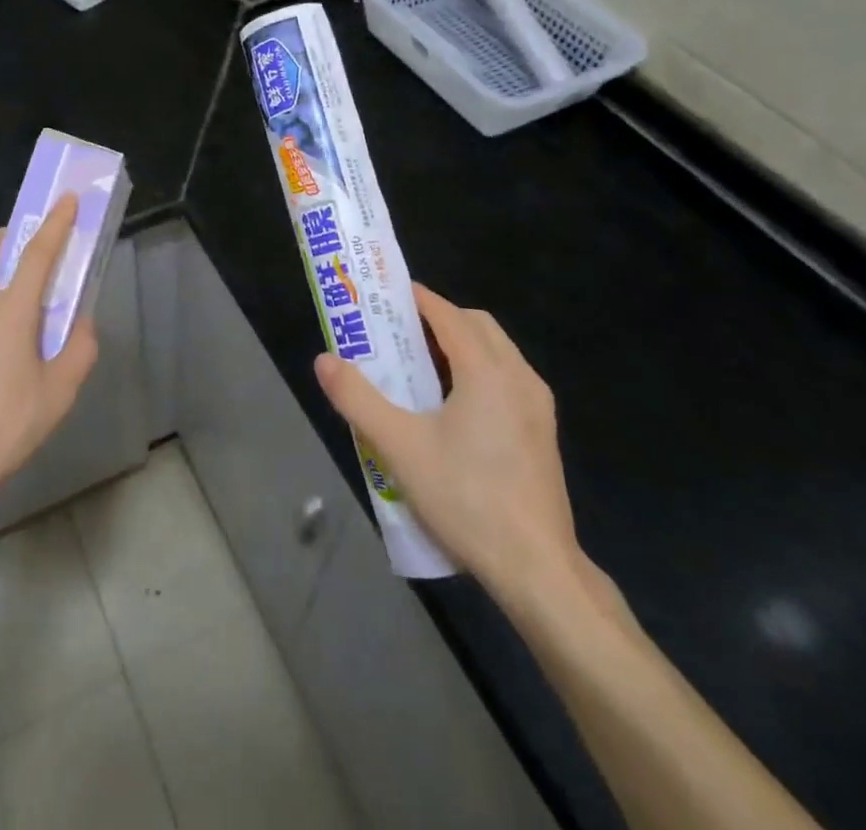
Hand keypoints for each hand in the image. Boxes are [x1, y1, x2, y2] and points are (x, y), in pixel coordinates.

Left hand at [0, 195, 97, 529]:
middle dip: (5, 237)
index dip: (56, 223)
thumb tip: (83, 323)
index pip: (36, 253)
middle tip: (26, 246)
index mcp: (9, 311)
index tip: (66, 199)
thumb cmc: (7, 426)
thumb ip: (80, 349)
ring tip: (11, 294)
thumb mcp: (60, 392)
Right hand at [314, 285, 584, 608]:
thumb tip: (324, 360)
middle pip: (477, 326)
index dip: (416, 299)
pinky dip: (478, 371)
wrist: (537, 569)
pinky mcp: (542, 433)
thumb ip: (358, 398)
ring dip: (459, 345)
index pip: (449, 314)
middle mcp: (519, 377)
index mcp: (487, 371)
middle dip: (438, 319)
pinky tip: (452, 407)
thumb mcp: (399, 447)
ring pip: (496, 352)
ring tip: (418, 367)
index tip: (384, 297)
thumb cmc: (466, 499)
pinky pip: (507, 379)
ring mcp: (537, 406)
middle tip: (397, 333)